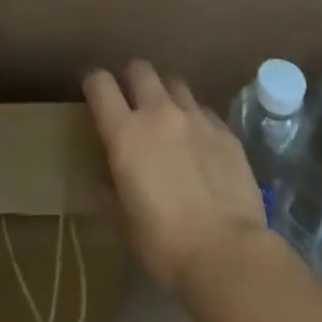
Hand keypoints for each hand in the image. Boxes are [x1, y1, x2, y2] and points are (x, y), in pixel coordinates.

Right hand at [83, 60, 267, 292]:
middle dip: (132, 79)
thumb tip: (103, 181)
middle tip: (133, 103)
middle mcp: (159, 112)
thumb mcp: (124, 223)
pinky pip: (203, 110)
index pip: (100, 83)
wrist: (226, 253)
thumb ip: (109, 192)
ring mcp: (195, 116)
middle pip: (140, 69)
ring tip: (169, 119)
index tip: (94, 95)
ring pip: (174, 82)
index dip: (94, 83)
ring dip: (166, 95)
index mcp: (126, 133)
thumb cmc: (164, 244)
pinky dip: (195, 119)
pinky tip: (200, 144)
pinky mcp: (224, 129)